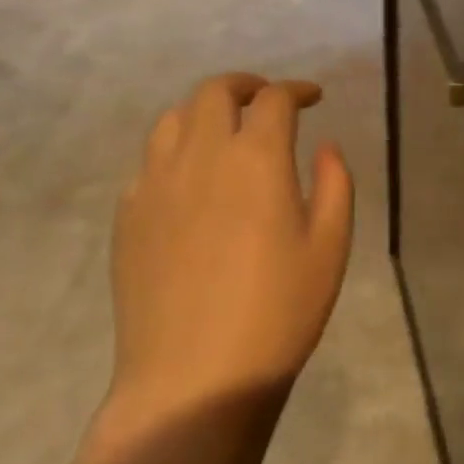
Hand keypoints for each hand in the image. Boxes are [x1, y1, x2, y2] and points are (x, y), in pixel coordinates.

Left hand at [108, 73, 353, 416]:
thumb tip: (324, 146)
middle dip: (245, 86)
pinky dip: (175, 151)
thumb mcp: (330, 248)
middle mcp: (200, 155)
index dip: (296, 90)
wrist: (194, 377)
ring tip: (223, 132)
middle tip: (265, 101)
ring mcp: (155, 183)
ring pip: (173, 118)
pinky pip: (149, 161)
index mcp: (256, 159)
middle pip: (214, 92)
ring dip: (203, 112)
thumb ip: (335, 184)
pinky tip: (189, 181)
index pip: (274, 99)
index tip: (312, 97)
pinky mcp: (127, 214)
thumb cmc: (279, 313)